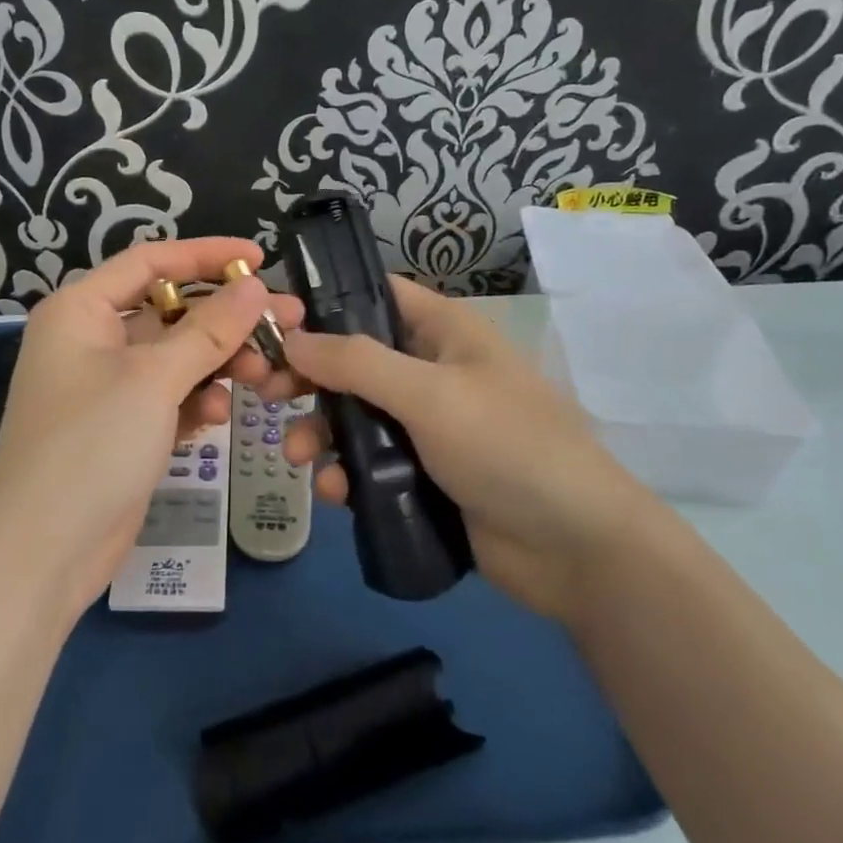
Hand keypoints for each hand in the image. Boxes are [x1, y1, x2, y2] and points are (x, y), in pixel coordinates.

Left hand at [0, 238, 305, 620]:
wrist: (42, 554)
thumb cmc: (90, 445)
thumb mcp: (153, 378)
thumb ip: (209, 329)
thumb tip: (256, 286)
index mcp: (81, 310)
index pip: (151, 261)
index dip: (207, 254)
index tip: (260, 258)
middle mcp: (91, 340)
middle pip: (170, 311)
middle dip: (226, 318)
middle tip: (286, 321)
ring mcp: (107, 386)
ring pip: (176, 356)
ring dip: (218, 362)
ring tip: (264, 373)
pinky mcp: (123, 427)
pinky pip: (169, 396)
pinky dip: (196, 400)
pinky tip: (218, 417)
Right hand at [270, 277, 653, 622]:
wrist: (576, 548)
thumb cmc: (507, 446)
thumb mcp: (429, 394)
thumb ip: (355, 362)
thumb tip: (291, 338)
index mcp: (442, 331)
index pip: (375, 294)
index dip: (324, 302)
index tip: (274, 323)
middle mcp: (431, 370)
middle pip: (353, 359)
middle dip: (309, 378)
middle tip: (265, 394)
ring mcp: (427, 425)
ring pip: (355, 414)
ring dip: (320, 431)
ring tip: (297, 457)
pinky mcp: (423, 474)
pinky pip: (370, 462)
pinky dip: (346, 473)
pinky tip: (334, 493)